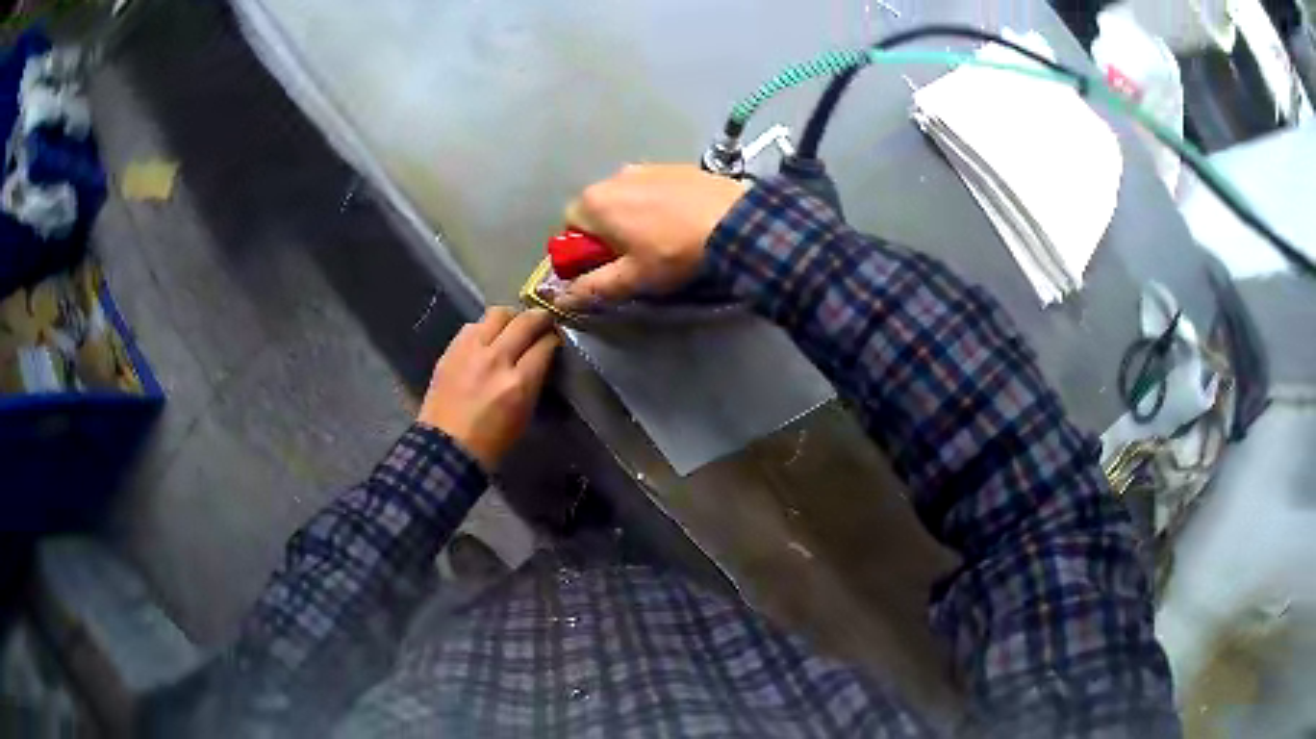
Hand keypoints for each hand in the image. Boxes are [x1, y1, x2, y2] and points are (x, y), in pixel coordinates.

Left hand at [419, 307, 559, 470]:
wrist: (446, 447)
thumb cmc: (492, 442)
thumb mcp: (524, 415)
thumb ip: (534, 382)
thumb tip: (540, 358)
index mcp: (519, 383)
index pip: (545, 345)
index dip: (553, 339)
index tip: (555, 339)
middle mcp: (496, 359)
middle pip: (525, 322)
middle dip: (539, 318)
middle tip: (543, 321)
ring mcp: (471, 351)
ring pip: (498, 314)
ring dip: (511, 317)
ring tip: (513, 325)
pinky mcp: (452, 350)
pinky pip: (473, 325)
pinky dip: (485, 327)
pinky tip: (487, 337)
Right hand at [555, 164, 745, 310]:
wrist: (734, 220)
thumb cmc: (674, 251)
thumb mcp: (632, 278)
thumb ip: (593, 288)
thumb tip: (563, 299)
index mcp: (594, 202)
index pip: (570, 227)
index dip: (585, 251)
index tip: (609, 266)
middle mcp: (613, 176)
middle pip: (597, 209)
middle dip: (608, 232)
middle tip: (637, 256)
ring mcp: (645, 166)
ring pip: (626, 196)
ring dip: (633, 216)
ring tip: (664, 238)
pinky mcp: (673, 165)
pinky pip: (652, 187)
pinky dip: (657, 203)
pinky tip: (681, 221)